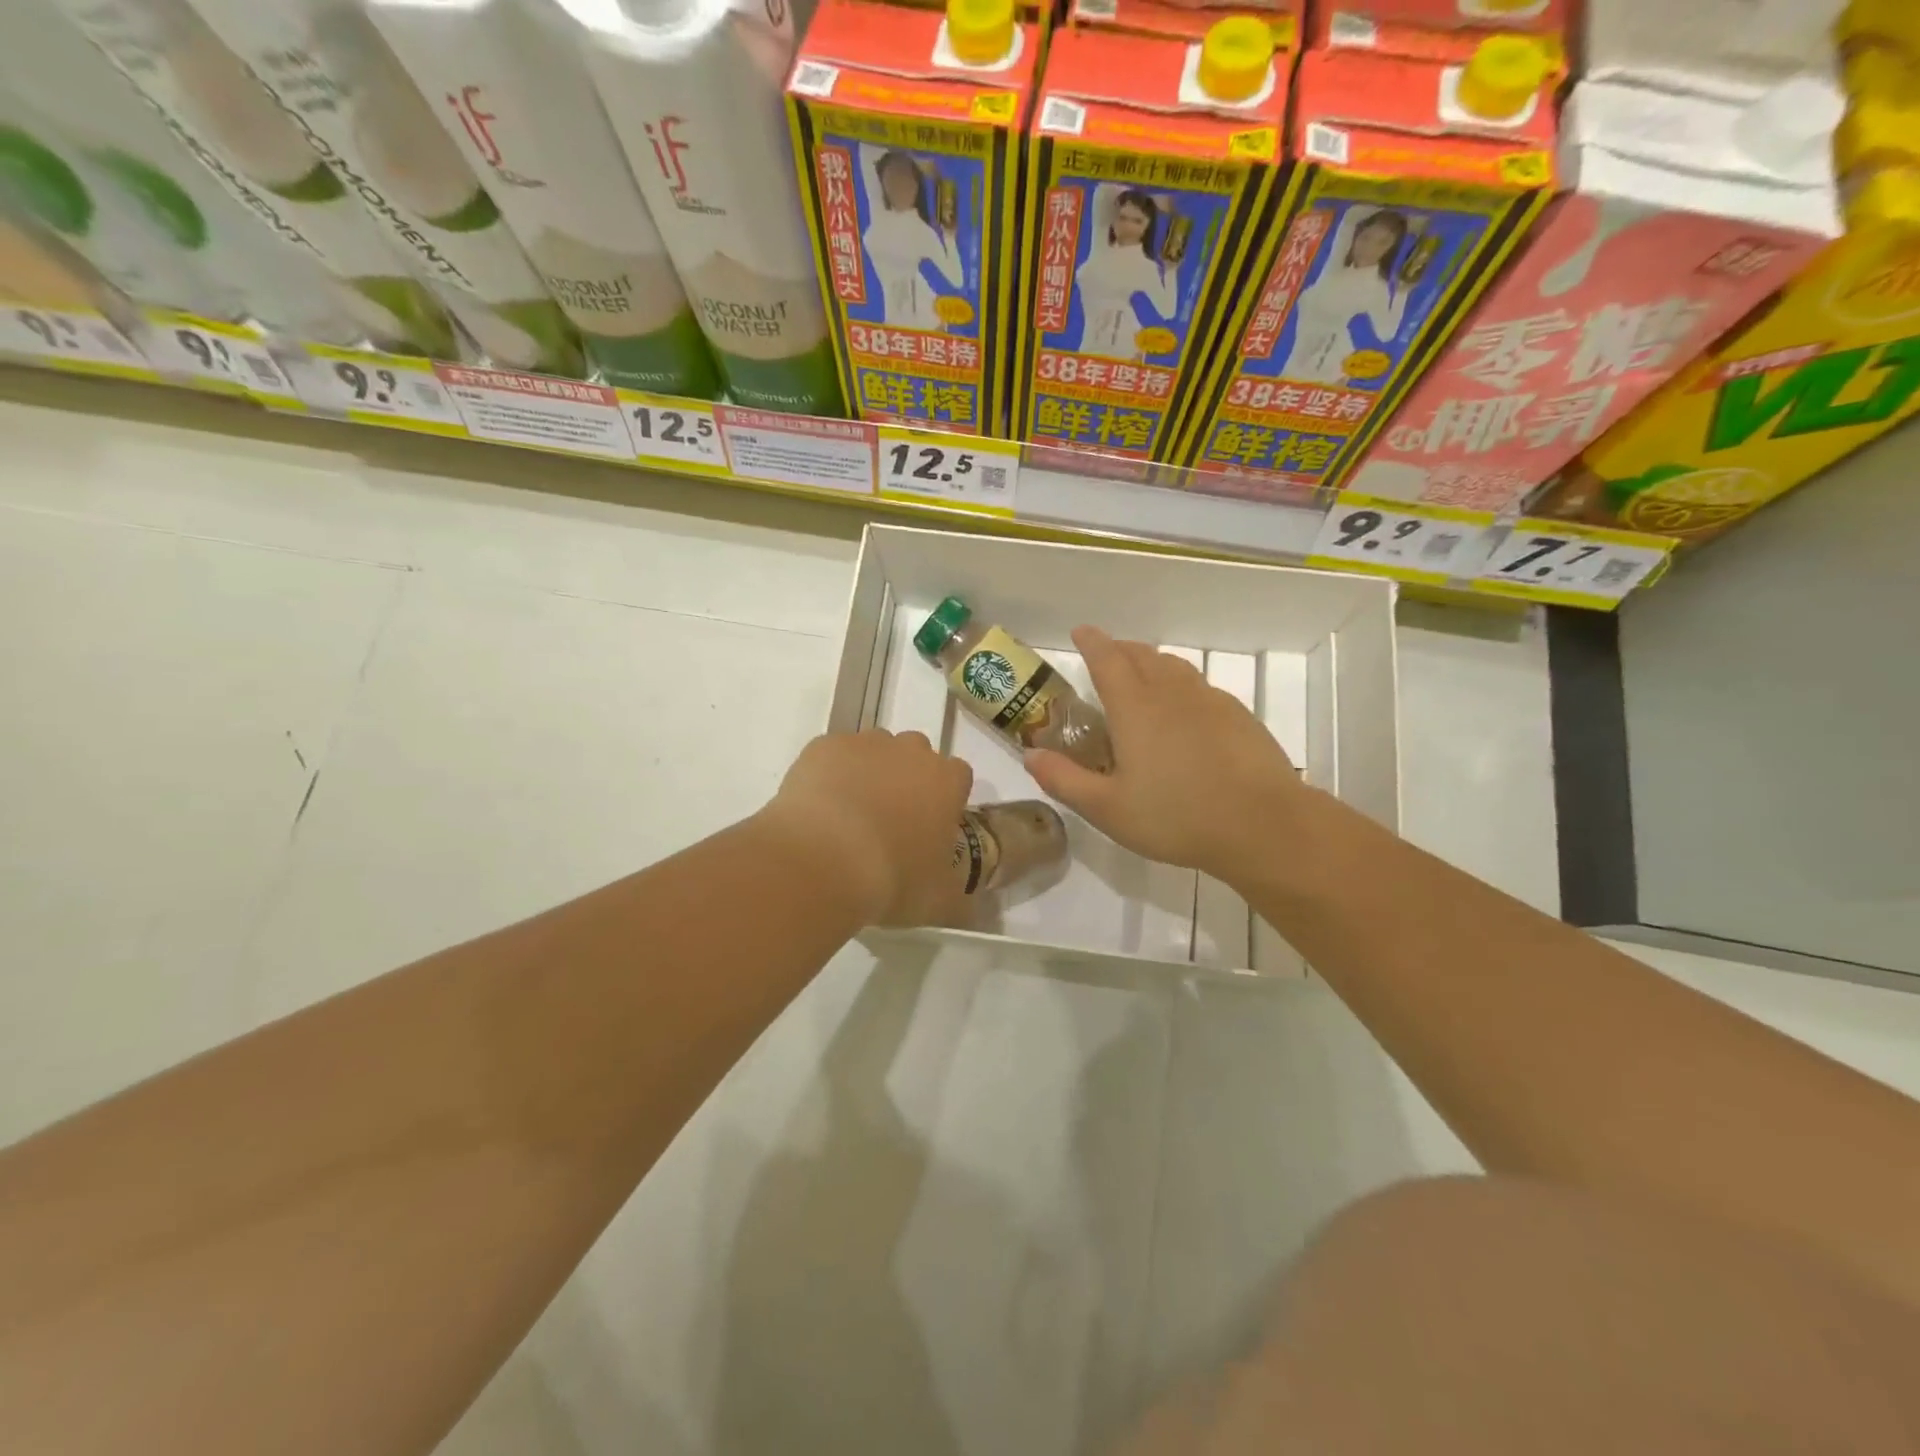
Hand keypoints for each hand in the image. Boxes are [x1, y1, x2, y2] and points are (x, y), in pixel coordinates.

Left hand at [760, 729, 973, 927]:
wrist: (822, 862)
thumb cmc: (892, 879)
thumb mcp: (938, 902)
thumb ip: (958, 895)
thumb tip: (966, 905)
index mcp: (946, 781)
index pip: (959, 777)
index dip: (947, 800)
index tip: (932, 827)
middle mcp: (910, 751)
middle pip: (916, 755)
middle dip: (908, 780)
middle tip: (891, 820)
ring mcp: (864, 744)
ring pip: (874, 751)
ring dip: (869, 773)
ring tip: (850, 816)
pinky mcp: (823, 747)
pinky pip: (833, 755)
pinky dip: (830, 774)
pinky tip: (819, 809)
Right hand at [1025, 627, 1306, 879]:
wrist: (1263, 825)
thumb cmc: (1176, 816)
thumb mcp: (1107, 808)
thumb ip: (1064, 779)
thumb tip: (1030, 754)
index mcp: (1135, 707)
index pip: (1107, 659)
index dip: (1091, 643)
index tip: (1081, 632)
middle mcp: (1171, 693)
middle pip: (1142, 655)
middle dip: (1120, 649)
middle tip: (1106, 655)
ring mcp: (1210, 701)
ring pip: (1174, 667)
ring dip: (1151, 663)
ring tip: (1142, 676)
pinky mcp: (1238, 716)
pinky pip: (1200, 687)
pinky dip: (1181, 686)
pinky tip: (1184, 712)